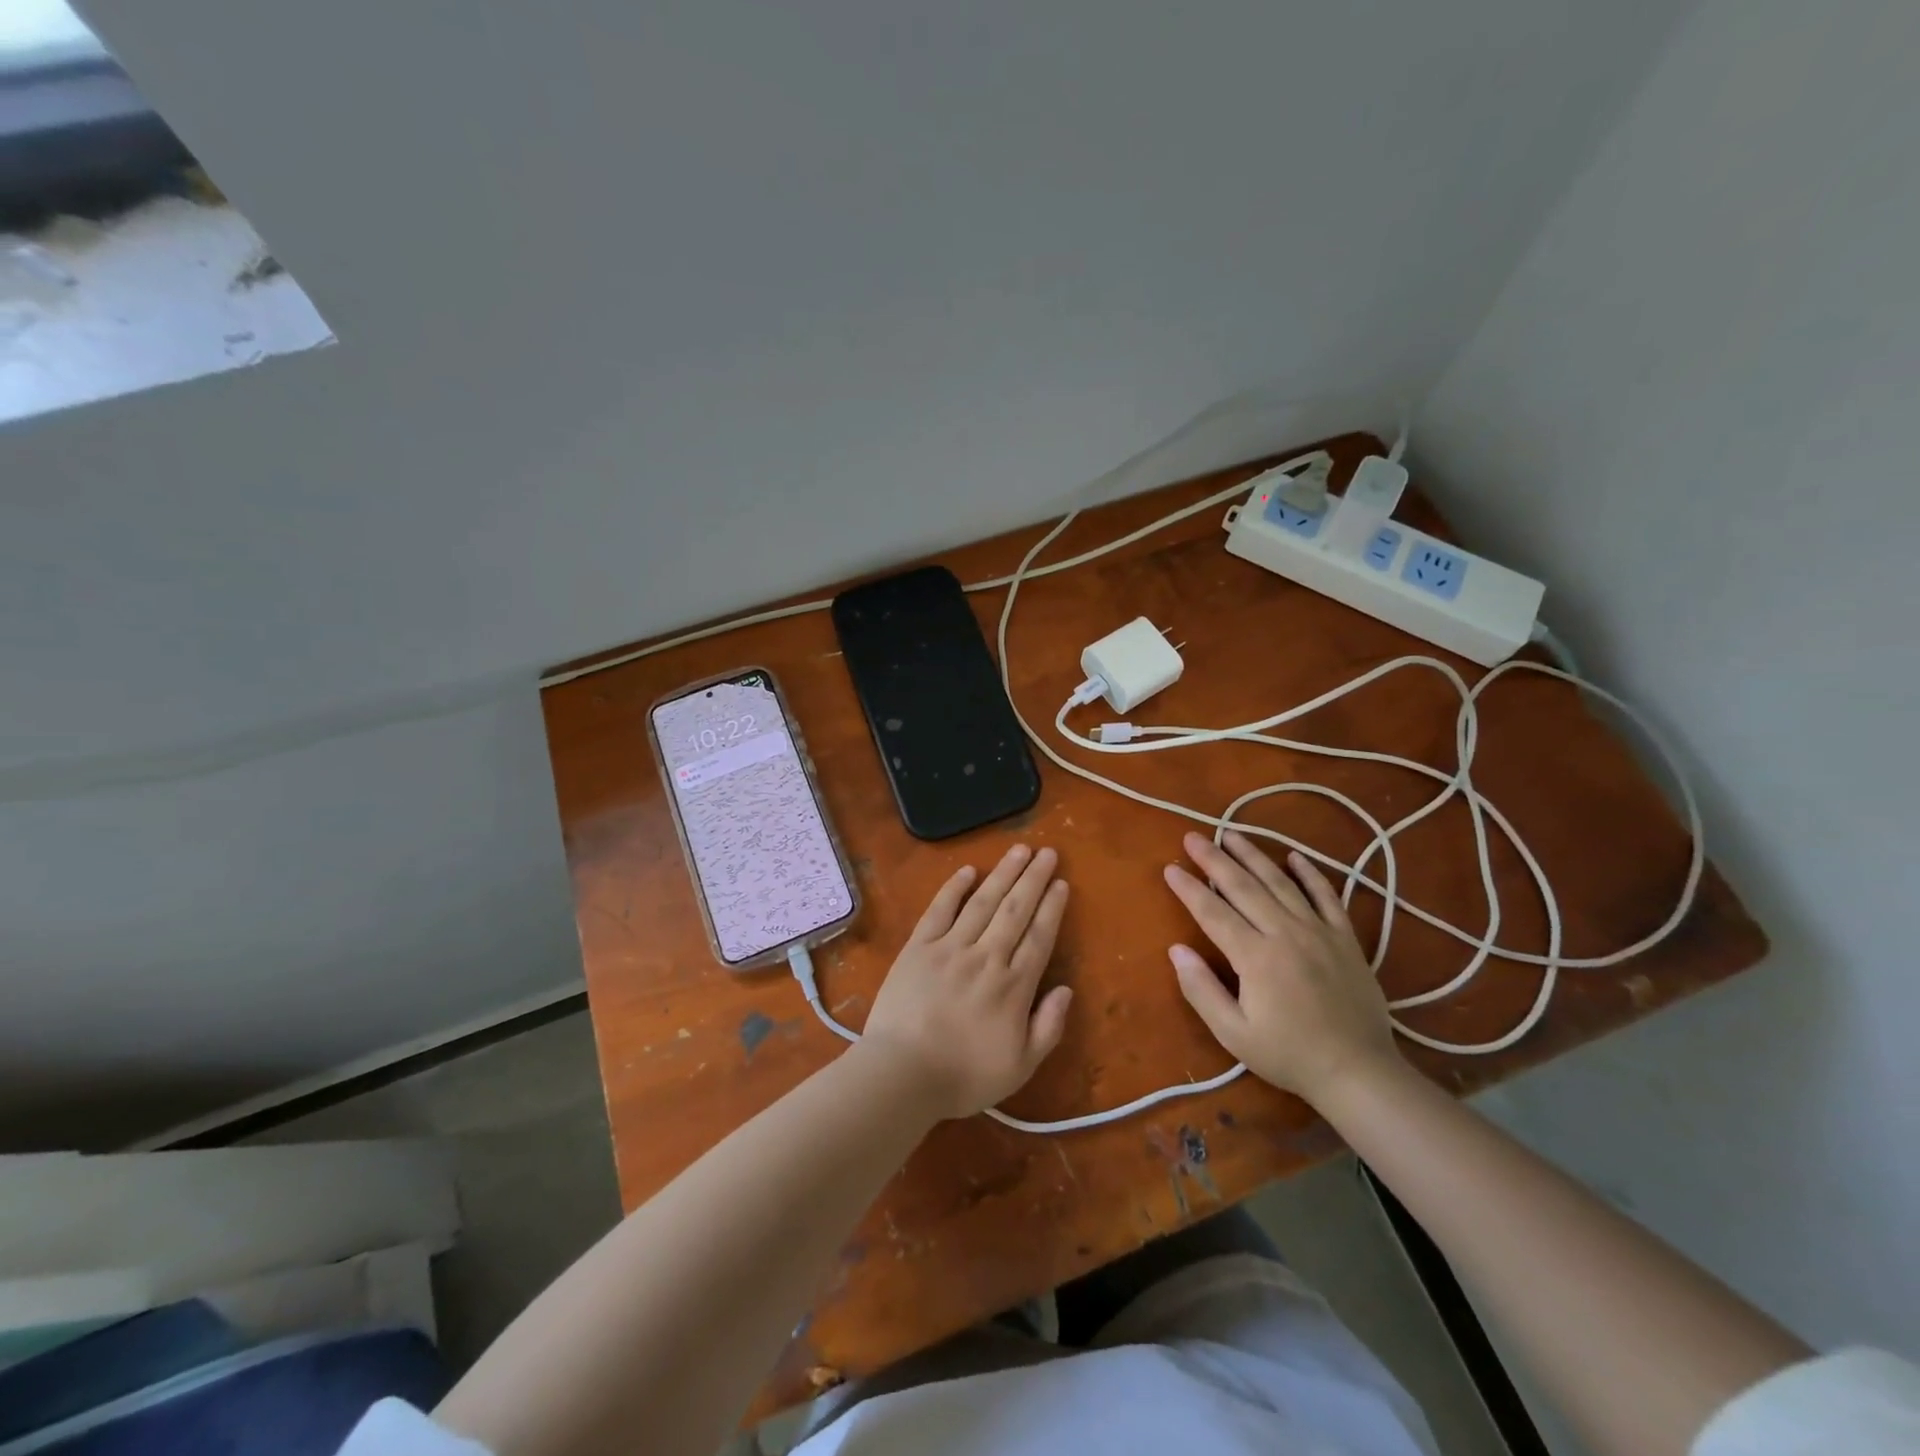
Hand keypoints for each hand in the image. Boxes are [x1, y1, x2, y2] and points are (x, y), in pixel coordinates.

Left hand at [861, 844, 1073, 1119]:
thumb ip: (1048, 1027)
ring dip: (1003, 873)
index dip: (1052, 908)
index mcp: (1013, 986)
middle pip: (1015, 910)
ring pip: (983, 902)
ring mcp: (950, 947)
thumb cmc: (963, 1076)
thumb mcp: (1020, 1066)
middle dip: (1034, 878)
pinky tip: (968, 870)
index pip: (1039, 937)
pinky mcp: (918, 947)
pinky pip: (939, 910)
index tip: (1061, 883)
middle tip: (1048, 852)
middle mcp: (986, 957)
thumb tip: (1066, 989)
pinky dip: (954, 888)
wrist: (902, 1074)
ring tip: (1019, 849)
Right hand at [1164, 830, 1399, 1103]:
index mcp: (1255, 957)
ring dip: (1253, 856)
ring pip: (1281, 883)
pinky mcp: (1345, 938)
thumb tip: (1176, 949)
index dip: (1189, 888)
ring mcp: (1319, 932)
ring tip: (1232, 833)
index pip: (1213, 912)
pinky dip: (1310, 873)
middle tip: (1193, 837)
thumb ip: (1201, 990)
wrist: (1358, 1072)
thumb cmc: (1289, 1055)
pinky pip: (1327, 896)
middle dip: (1215, 859)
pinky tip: (1295, 856)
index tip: (1170, 868)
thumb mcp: (1234, 1034)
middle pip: (1243, 887)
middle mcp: (1285, 933)